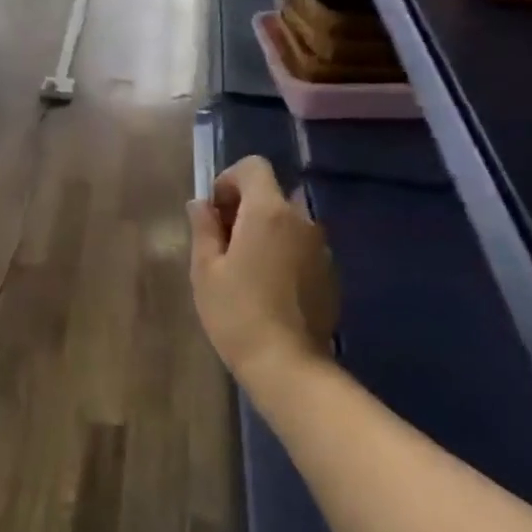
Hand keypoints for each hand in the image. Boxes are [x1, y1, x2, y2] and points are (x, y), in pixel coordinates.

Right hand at [187, 157, 338, 401]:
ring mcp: (320, 246)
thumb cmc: (236, 313)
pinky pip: (301, 246)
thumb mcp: (206, 270)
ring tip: (245, 267)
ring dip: (265, 230)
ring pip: (288, 221)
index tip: (214, 212)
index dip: (229, 180)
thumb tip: (201, 204)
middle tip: (223, 243)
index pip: (254, 167)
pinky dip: (283, 252)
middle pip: (271, 194)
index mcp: (268, 212)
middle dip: (245, 207)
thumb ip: (204, 228)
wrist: (288, 364)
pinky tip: (268, 287)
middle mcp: (301, 220)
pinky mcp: (329, 272)